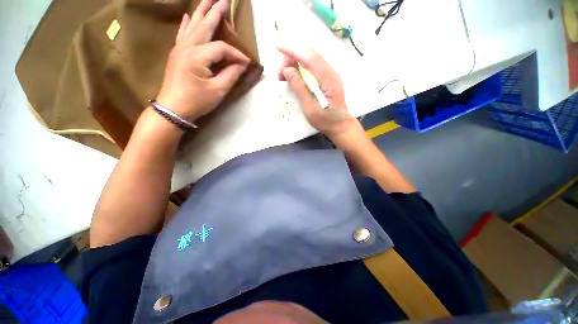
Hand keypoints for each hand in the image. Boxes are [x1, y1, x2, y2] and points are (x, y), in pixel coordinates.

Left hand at [157, 0, 249, 122]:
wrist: (172, 109)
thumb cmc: (196, 101)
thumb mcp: (218, 90)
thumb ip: (231, 74)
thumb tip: (242, 64)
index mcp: (198, 56)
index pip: (222, 48)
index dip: (237, 55)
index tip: (247, 63)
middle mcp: (187, 47)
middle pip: (204, 25)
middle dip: (215, 12)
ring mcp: (179, 49)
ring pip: (192, 26)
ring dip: (201, 12)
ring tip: (208, 0)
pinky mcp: (176, 54)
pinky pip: (182, 34)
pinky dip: (186, 24)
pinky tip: (187, 16)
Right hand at [277, 45, 356, 138]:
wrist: (340, 125)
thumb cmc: (325, 121)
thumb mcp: (310, 109)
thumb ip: (299, 89)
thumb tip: (288, 70)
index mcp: (328, 79)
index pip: (309, 58)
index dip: (292, 50)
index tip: (277, 46)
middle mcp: (331, 72)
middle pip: (309, 55)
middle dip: (291, 58)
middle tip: (280, 75)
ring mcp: (330, 74)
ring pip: (310, 59)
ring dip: (295, 63)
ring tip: (284, 77)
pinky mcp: (327, 78)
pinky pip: (312, 66)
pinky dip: (300, 68)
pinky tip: (294, 77)